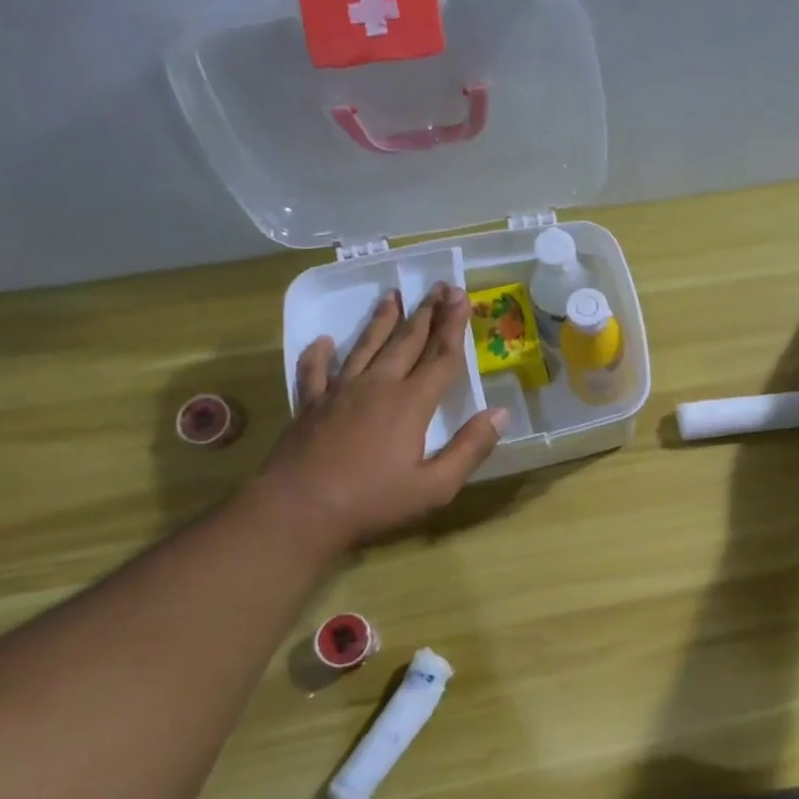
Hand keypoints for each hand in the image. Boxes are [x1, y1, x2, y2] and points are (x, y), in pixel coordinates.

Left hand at [252, 283, 507, 553]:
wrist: (298, 511)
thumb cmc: (373, 503)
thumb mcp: (436, 486)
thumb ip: (470, 448)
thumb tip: (500, 414)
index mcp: (411, 404)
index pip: (440, 357)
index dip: (454, 327)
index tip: (461, 297)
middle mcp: (377, 387)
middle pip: (406, 342)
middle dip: (425, 313)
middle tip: (437, 287)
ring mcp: (339, 393)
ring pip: (365, 347)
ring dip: (382, 321)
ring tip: (392, 296)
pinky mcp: (310, 406)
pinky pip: (315, 371)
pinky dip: (320, 354)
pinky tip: (324, 341)